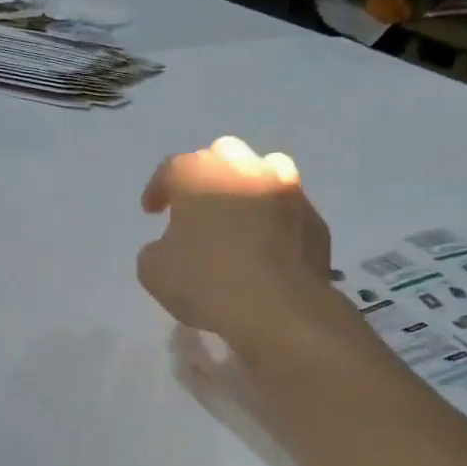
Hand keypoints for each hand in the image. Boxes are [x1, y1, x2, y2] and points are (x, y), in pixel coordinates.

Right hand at [138, 135, 349, 355]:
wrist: (279, 308)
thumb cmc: (207, 283)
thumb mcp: (155, 273)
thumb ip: (156, 250)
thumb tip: (169, 246)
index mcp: (200, 174)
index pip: (171, 170)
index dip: (158, 190)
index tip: (152, 211)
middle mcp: (245, 168)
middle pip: (222, 157)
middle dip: (207, 177)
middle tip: (198, 208)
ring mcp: (287, 189)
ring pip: (264, 172)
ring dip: (248, 188)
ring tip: (240, 217)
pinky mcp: (314, 218)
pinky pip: (288, 211)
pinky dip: (276, 221)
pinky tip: (269, 246)